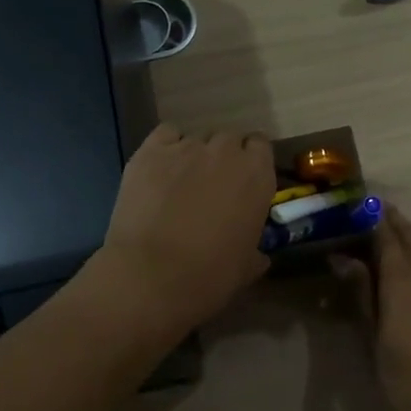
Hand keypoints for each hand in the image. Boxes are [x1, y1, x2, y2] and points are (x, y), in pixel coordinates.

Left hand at [98, 123, 273, 334]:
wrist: (152, 275)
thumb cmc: (210, 275)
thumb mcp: (246, 268)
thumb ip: (256, 252)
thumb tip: (258, 255)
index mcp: (257, 175)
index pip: (260, 146)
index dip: (251, 161)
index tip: (243, 181)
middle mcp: (225, 151)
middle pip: (228, 138)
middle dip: (223, 157)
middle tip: (211, 185)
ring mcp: (186, 147)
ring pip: (196, 138)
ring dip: (193, 155)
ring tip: (180, 182)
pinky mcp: (150, 150)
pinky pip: (165, 135)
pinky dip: (166, 147)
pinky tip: (159, 170)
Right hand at [330, 206, 410, 410]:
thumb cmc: (407, 378)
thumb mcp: (374, 338)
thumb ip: (361, 294)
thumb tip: (341, 259)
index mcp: (404, 281)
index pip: (387, 236)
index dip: (373, 217)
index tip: (357, 202)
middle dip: (392, 220)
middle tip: (369, 210)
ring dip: (404, 241)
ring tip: (379, 242)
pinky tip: (402, 278)